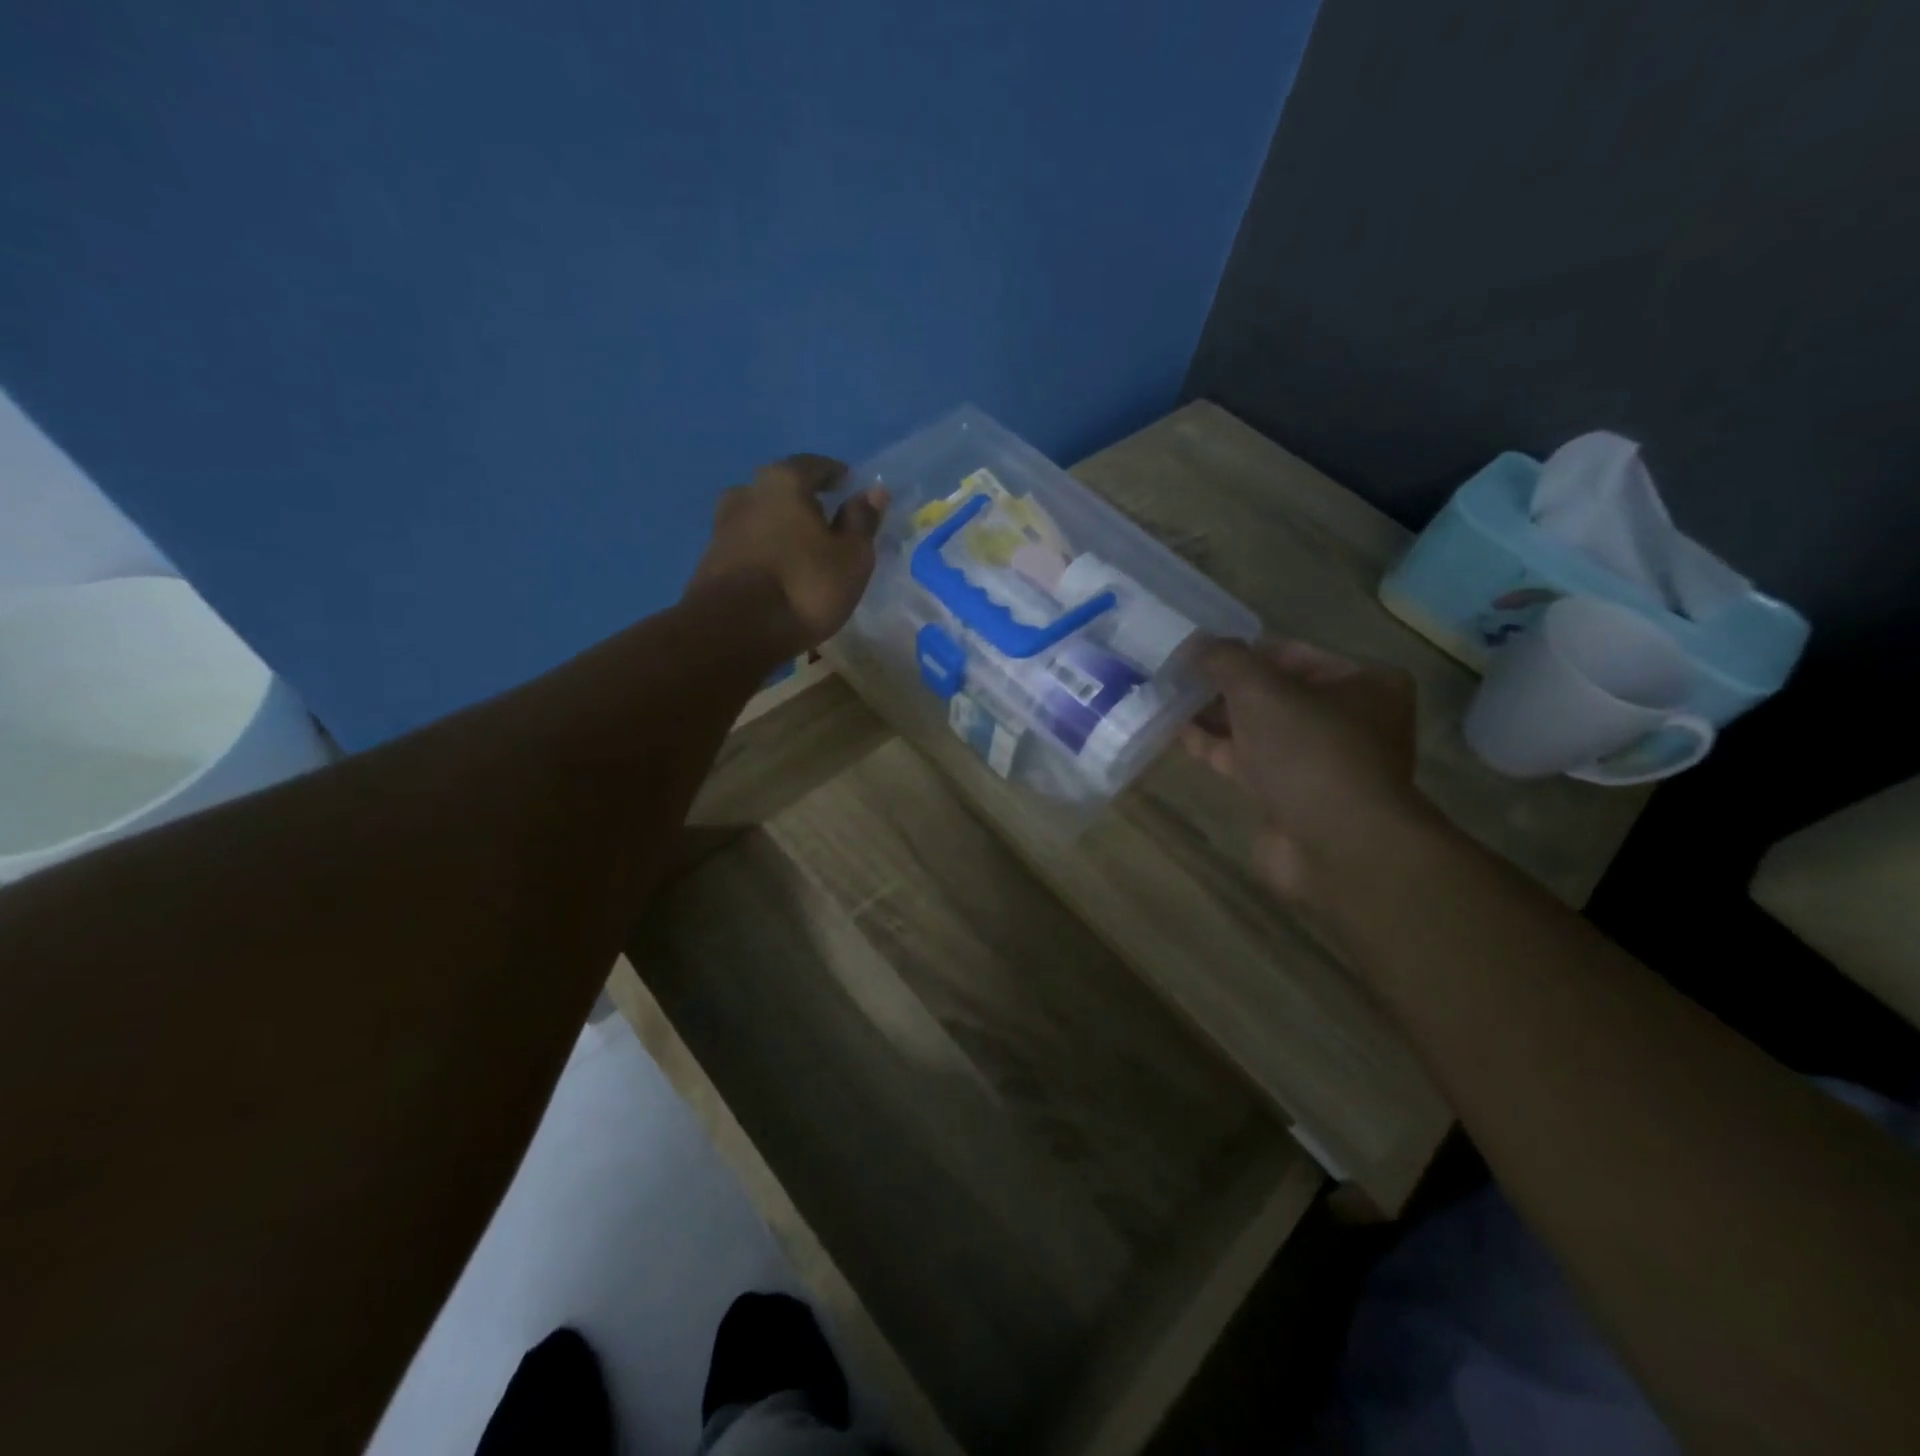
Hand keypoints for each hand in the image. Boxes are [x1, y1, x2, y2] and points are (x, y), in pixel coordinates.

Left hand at [688, 454, 888, 655]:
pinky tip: (778, 569)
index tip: (848, 484)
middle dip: (804, 499)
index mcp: (783, 481)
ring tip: (801, 547)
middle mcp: (747, 492)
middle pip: (782, 488)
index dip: (835, 474)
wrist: (733, 631)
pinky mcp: (710, 559)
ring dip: (780, 526)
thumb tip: (873, 491)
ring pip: (760, 516)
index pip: (814, 465)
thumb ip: (862, 521)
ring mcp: (723, 525)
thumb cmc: (804, 587)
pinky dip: (765, 549)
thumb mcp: (851, 558)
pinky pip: (747, 544)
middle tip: (826, 518)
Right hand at [1183, 637, 1429, 895]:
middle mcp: (1349, 720)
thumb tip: (1194, 642)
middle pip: (1274, 692)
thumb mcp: (1261, 690)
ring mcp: (1320, 762)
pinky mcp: (1293, 796)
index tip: (1197, 652)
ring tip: (1169, 700)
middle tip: (1177, 676)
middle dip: (1226, 686)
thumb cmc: (1309, 751)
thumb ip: (1224, 660)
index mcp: (1363, 683)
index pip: (1292, 653)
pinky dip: (1218, 748)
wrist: (1336, 846)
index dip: (1243, 651)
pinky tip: (1180, 735)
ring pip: (1259, 729)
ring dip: (1217, 717)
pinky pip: (1250, 762)